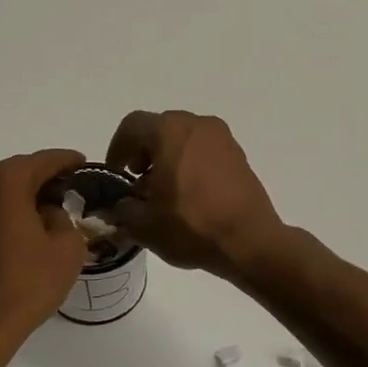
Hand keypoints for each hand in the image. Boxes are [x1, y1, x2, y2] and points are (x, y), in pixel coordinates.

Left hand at [0, 149, 89, 349]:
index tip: (84, 163)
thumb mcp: (67, 248)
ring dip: (26, 193)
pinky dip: (10, 207)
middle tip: (72, 187)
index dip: (67, 160)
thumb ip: (64, 217)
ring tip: (53, 206)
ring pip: (3, 188)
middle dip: (45, 176)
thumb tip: (50, 211)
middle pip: (20, 170)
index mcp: (6, 181)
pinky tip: (29, 222)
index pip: (44, 161)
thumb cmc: (27, 283)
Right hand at [106, 111, 287, 279]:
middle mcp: (197, 125)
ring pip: (184, 138)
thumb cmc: (191, 226)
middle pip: (159, 128)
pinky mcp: (239, 155)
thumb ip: (122, 209)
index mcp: (169, 131)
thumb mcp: (144, 225)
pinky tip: (189, 195)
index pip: (132, 126)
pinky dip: (190, 163)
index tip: (116, 174)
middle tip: (138, 183)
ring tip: (164, 192)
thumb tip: (120, 205)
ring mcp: (222, 138)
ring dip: (168, 157)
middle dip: (143, 153)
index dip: (117, 148)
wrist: (250, 241)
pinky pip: (205, 150)